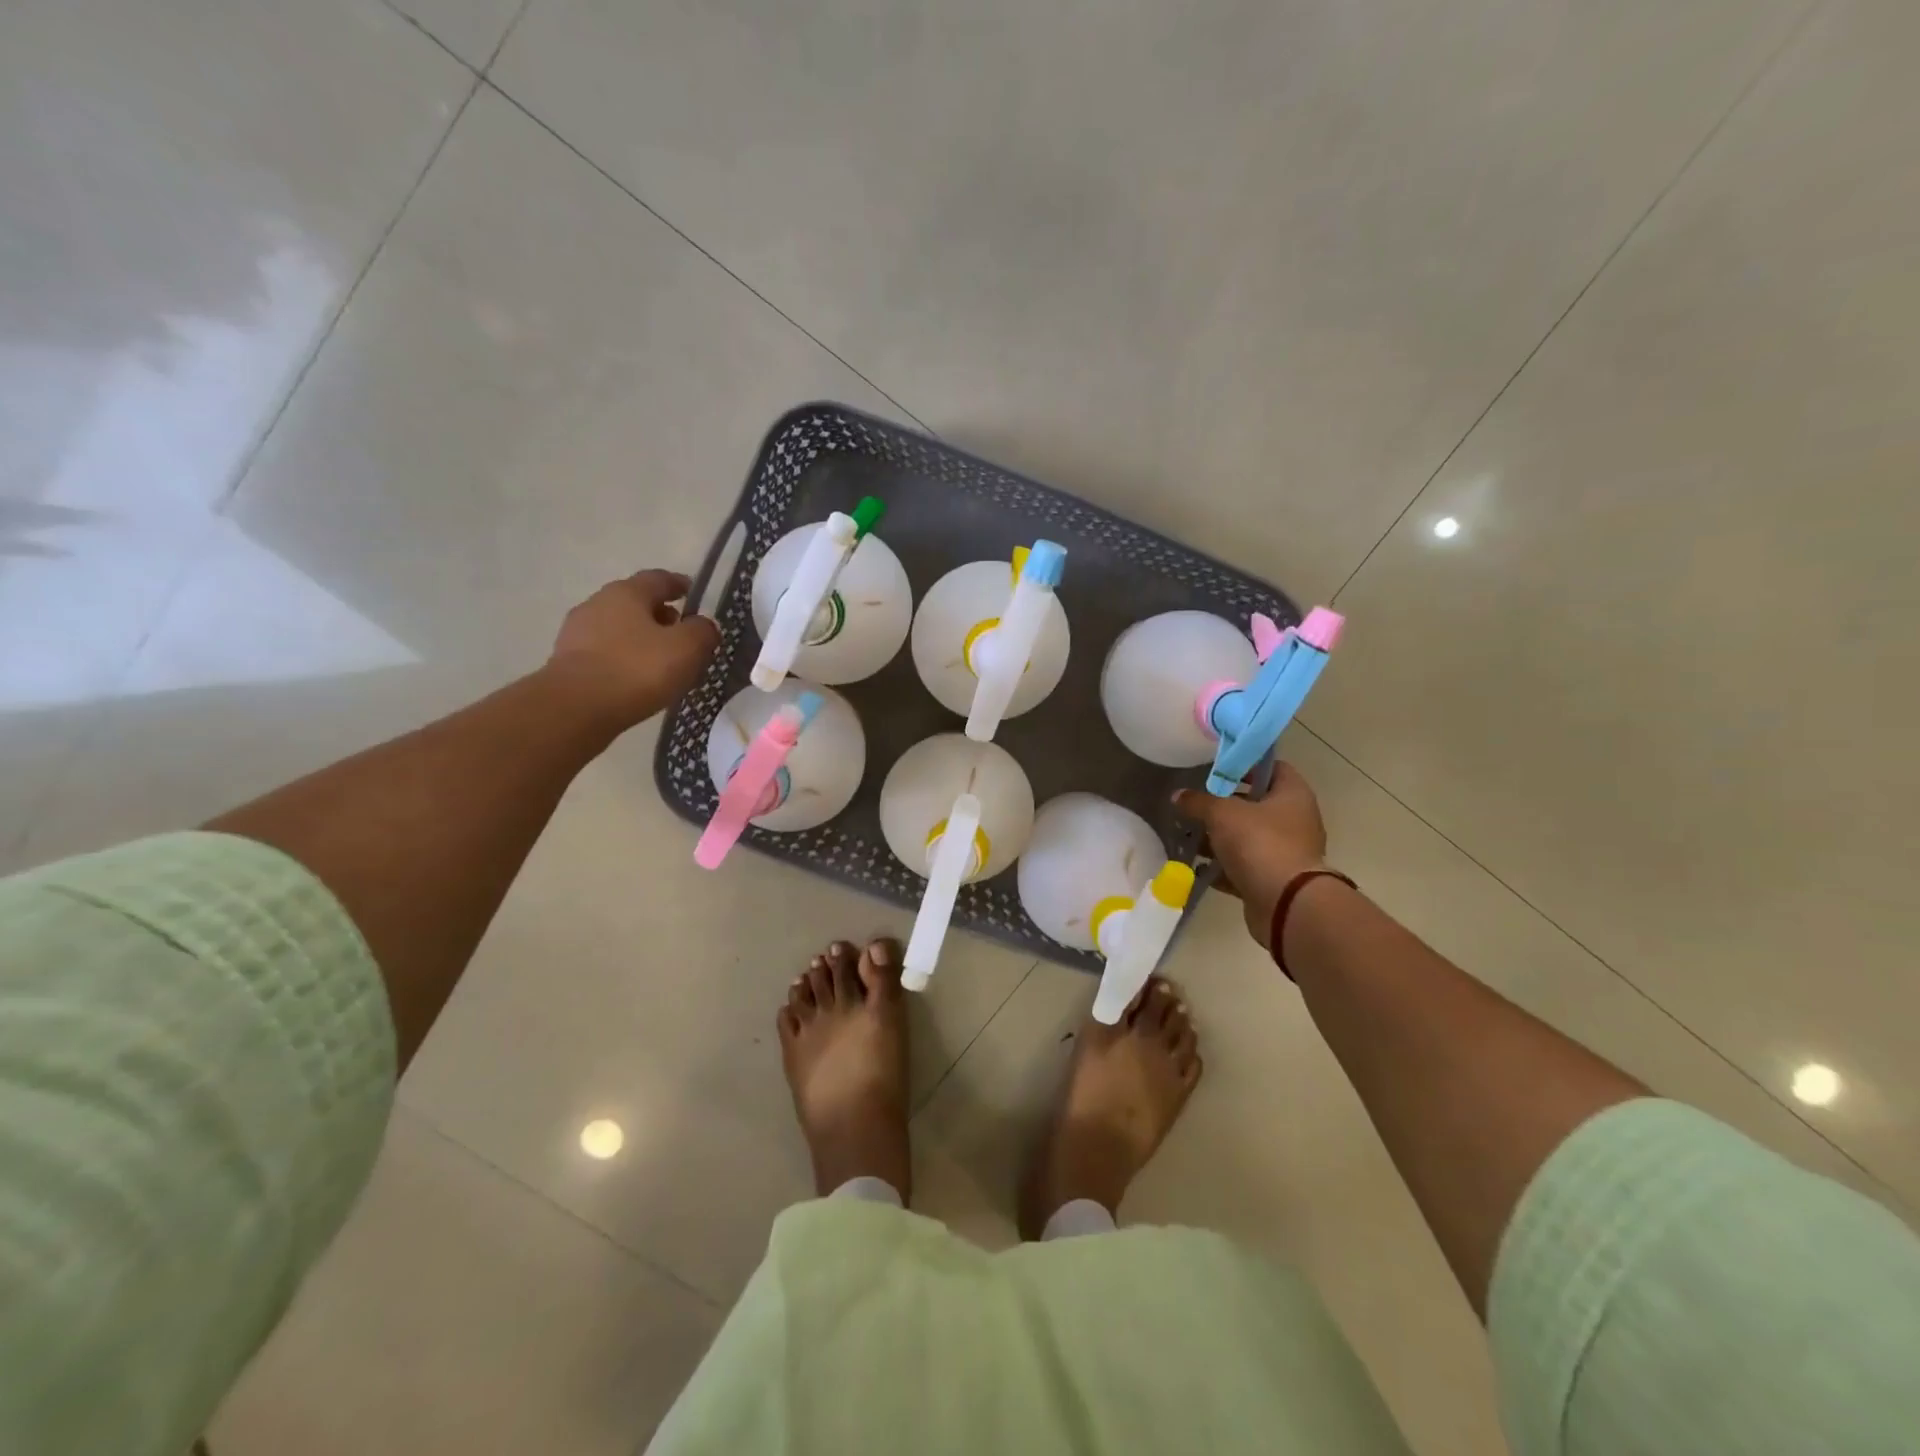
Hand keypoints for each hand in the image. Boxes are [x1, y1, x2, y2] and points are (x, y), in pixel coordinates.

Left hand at [547, 570, 719, 731]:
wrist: (576, 708)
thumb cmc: (637, 669)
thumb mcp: (687, 648)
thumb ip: (702, 632)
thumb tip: (704, 626)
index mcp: (627, 592)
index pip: (658, 579)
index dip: (679, 585)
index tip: (693, 594)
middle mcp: (598, 604)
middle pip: (636, 603)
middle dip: (660, 615)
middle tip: (682, 634)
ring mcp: (577, 633)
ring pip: (619, 629)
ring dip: (641, 639)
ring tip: (663, 662)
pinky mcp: (567, 662)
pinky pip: (606, 653)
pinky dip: (624, 659)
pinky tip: (638, 679)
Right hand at [1173, 763, 1328, 947]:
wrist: (1286, 904)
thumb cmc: (1260, 843)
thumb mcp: (1221, 814)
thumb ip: (1198, 802)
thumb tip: (1178, 796)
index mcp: (1293, 794)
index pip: (1272, 767)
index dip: (1245, 765)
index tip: (1216, 768)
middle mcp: (1295, 820)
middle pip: (1256, 804)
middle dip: (1225, 804)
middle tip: (1196, 801)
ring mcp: (1286, 852)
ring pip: (1248, 837)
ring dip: (1220, 838)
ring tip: (1189, 834)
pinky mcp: (1274, 879)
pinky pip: (1244, 867)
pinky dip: (1223, 867)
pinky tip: (1197, 866)